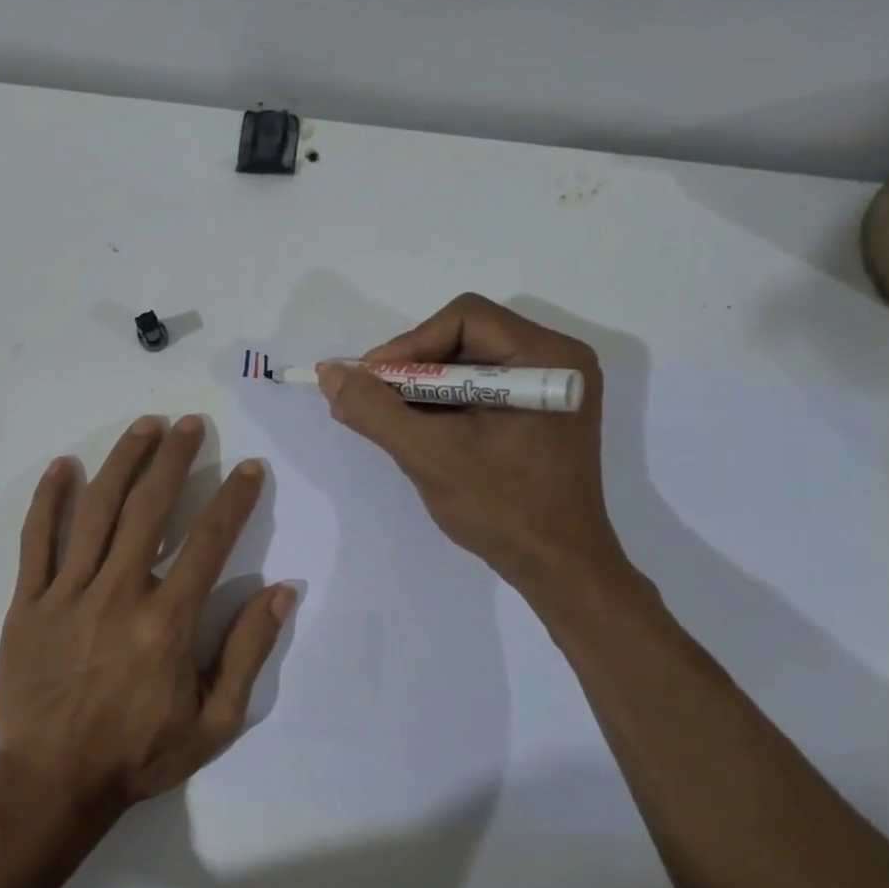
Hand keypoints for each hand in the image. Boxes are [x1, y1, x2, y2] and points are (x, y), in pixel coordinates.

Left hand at [0, 416, 294, 817]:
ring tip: (144, 426)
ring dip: (122, 463)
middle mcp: (118, 594)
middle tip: (191, 424)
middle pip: (150, 509)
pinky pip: (36, 542)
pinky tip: (62, 467)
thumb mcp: (215, 721)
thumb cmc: (140, 753)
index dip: (234, 500)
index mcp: (166, 622)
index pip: (208, 542)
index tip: (250, 467)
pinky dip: (48, 501)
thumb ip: (247, 652)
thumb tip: (281, 591)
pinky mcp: (28, 603)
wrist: (54, 783)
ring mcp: (67, 594)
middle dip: (175, 459)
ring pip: (96, 512)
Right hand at [319, 293, 628, 604]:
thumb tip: (331, 374)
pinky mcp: (537, 416)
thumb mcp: (429, 455)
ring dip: (423, 391)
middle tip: (373, 402)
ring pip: (467, 366)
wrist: (558, 569)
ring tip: (391, 422)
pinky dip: (443, 407)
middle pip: (465, 339)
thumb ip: (375, 410)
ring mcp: (548, 391)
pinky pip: (479, 392)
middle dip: (412, 370)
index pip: (464, 318)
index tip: (370, 382)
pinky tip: (419, 434)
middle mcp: (555, 362)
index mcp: (546, 357)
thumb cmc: (502, 508)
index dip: (408, 344)